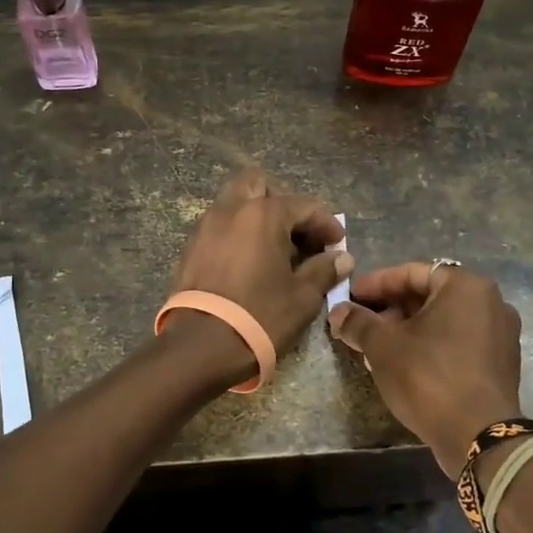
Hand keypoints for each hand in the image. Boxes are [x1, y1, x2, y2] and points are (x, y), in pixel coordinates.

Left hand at [164, 168, 351, 381]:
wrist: (200, 347)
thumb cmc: (260, 316)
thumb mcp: (302, 297)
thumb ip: (324, 270)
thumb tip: (342, 258)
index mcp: (263, 214)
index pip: (305, 205)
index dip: (326, 224)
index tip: (337, 245)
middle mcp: (231, 209)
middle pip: (259, 185)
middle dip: (282, 203)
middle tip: (298, 234)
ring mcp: (206, 226)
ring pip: (235, 203)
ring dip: (257, 217)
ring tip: (275, 250)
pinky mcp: (190, 248)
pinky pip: (219, 227)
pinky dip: (237, 234)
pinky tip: (250, 263)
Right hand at [329, 263, 522, 477]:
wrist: (478, 436)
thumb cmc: (428, 377)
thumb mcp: (383, 346)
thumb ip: (358, 322)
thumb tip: (337, 312)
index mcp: (466, 287)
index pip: (412, 273)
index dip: (376, 284)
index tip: (350, 296)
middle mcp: (490, 302)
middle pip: (429, 296)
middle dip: (391, 309)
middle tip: (360, 323)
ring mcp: (500, 334)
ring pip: (443, 321)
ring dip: (408, 329)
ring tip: (375, 346)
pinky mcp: (500, 364)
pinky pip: (458, 342)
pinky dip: (431, 346)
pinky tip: (404, 364)